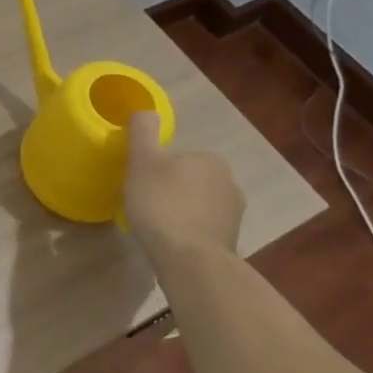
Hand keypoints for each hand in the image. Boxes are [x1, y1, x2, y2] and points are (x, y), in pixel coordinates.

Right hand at [123, 112, 245, 258]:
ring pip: (197, 205)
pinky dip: (188, 233)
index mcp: (209, 159)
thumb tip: (146, 111)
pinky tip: (171, 244)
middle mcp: (228, 182)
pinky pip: (202, 229)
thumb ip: (143, 133)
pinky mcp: (231, 240)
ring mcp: (233, 214)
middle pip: (188, 181)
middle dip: (169, 191)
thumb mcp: (142, 163)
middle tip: (143, 208)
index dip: (154, 171)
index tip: (139, 187)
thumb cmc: (162, 206)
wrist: (190, 260)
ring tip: (155, 230)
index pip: (176, 158)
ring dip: (180, 214)